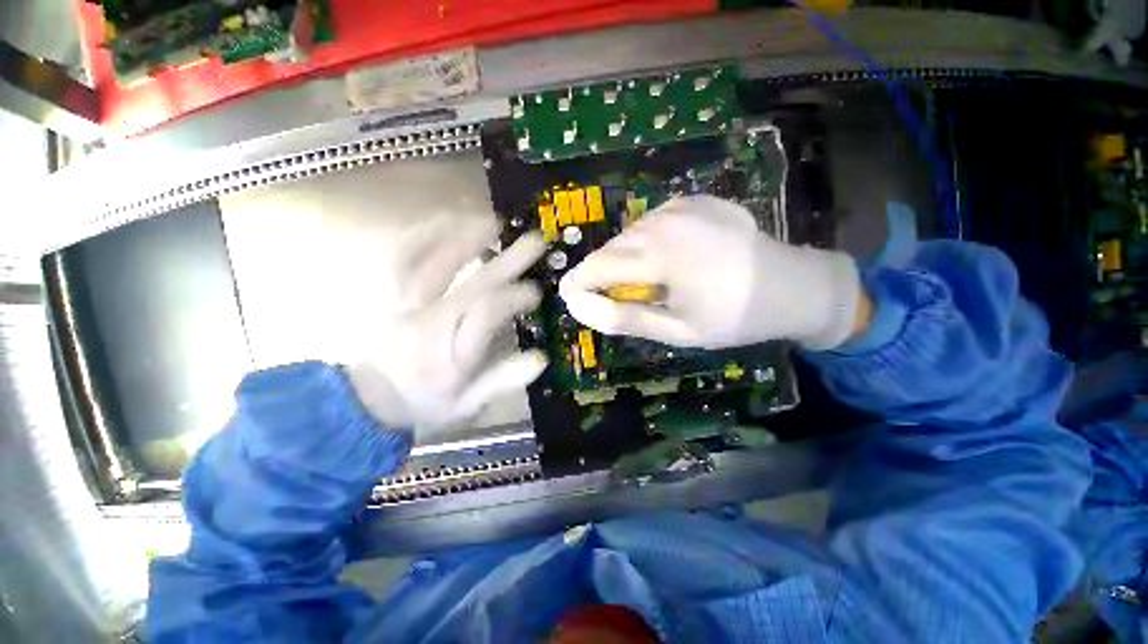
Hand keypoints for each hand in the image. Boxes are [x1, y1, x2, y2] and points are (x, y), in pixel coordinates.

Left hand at [348, 217, 546, 427]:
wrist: (364, 403)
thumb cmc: (423, 404)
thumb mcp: (465, 405)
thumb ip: (501, 381)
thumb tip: (540, 357)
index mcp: (448, 354)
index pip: (486, 314)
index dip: (514, 297)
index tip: (535, 291)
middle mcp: (426, 324)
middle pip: (471, 284)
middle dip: (507, 261)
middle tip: (535, 241)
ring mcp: (403, 305)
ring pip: (435, 263)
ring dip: (468, 240)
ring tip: (495, 222)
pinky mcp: (387, 295)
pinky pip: (402, 258)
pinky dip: (425, 236)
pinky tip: (446, 221)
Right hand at [559, 195, 864, 349]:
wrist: (792, 286)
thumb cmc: (733, 317)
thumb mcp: (676, 330)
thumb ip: (625, 318)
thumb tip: (580, 307)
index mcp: (662, 256)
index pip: (599, 266)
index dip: (579, 282)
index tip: (570, 296)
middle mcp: (666, 222)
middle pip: (612, 247)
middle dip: (601, 272)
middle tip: (610, 296)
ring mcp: (681, 206)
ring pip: (630, 232)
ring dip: (624, 257)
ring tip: (642, 280)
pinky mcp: (694, 200)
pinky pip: (652, 221)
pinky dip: (646, 241)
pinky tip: (665, 258)